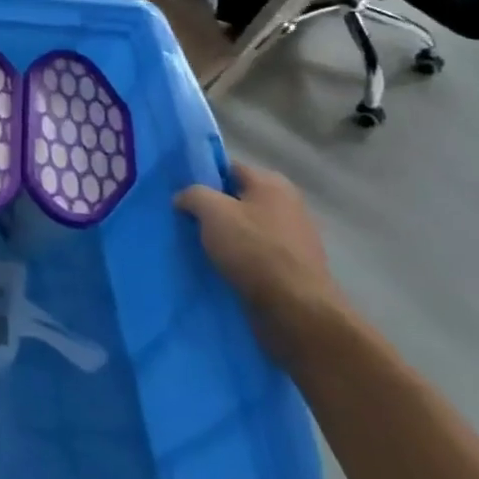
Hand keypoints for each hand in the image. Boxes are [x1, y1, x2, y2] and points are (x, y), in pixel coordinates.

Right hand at [175, 162, 349, 364]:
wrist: (296, 309)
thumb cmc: (253, 250)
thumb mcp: (212, 212)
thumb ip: (193, 195)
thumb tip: (184, 198)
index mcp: (271, 183)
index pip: (228, 169)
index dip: (202, 179)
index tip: (182, 197)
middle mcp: (288, 204)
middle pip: (238, 199)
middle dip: (213, 210)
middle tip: (186, 223)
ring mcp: (294, 237)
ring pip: (246, 228)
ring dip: (225, 237)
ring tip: (200, 248)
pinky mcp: (294, 266)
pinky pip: (257, 253)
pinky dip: (240, 258)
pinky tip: (222, 269)